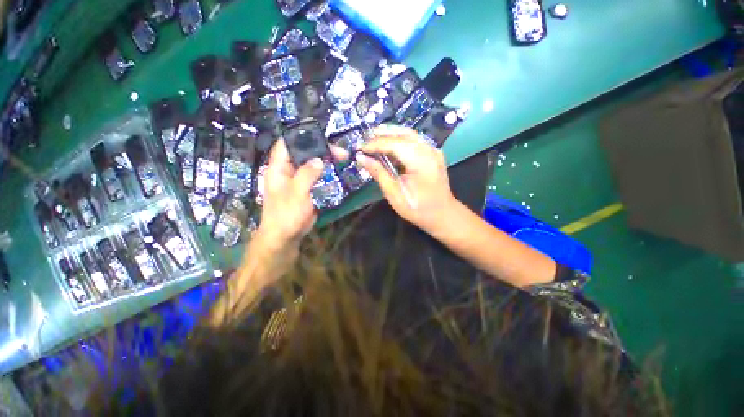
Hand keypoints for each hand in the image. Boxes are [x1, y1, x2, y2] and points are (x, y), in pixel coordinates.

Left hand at [255, 139, 347, 253]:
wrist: (285, 236)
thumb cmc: (286, 215)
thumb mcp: (296, 193)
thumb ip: (307, 174)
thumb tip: (319, 159)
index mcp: (278, 168)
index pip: (286, 143)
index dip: (301, 136)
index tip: (321, 134)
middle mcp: (287, 170)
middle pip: (303, 152)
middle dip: (320, 149)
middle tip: (340, 151)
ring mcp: (297, 179)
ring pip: (311, 164)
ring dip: (325, 159)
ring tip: (341, 157)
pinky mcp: (306, 188)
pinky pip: (316, 175)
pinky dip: (326, 171)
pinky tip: (335, 169)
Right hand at [356, 125, 456, 233]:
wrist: (442, 215)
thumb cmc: (417, 208)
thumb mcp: (394, 194)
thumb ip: (378, 173)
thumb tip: (362, 158)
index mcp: (420, 161)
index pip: (394, 144)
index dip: (375, 144)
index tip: (360, 149)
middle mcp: (429, 151)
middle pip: (404, 134)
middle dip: (383, 134)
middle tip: (365, 138)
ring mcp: (434, 151)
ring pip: (410, 134)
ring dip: (391, 134)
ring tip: (374, 137)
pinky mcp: (433, 154)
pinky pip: (415, 141)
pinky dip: (400, 140)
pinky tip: (390, 145)